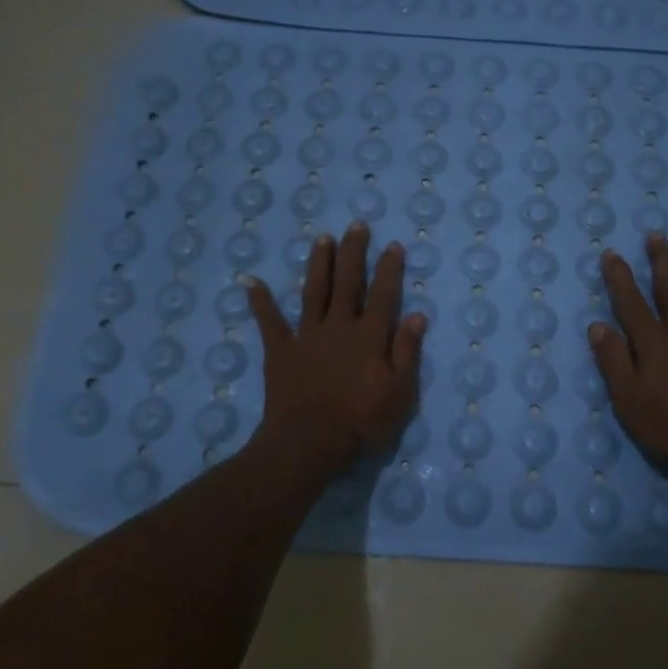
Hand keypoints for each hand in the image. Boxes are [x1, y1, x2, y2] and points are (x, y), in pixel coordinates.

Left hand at [246, 222, 426, 475]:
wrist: (309, 442)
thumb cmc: (362, 421)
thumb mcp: (400, 392)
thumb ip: (407, 352)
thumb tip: (416, 315)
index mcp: (370, 336)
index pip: (384, 295)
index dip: (389, 269)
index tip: (393, 245)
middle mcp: (339, 326)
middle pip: (348, 283)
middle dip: (353, 253)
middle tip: (356, 226)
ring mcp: (307, 336)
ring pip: (314, 291)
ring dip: (318, 264)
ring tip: (322, 239)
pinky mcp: (280, 351)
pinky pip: (269, 322)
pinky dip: (260, 301)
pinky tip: (251, 281)